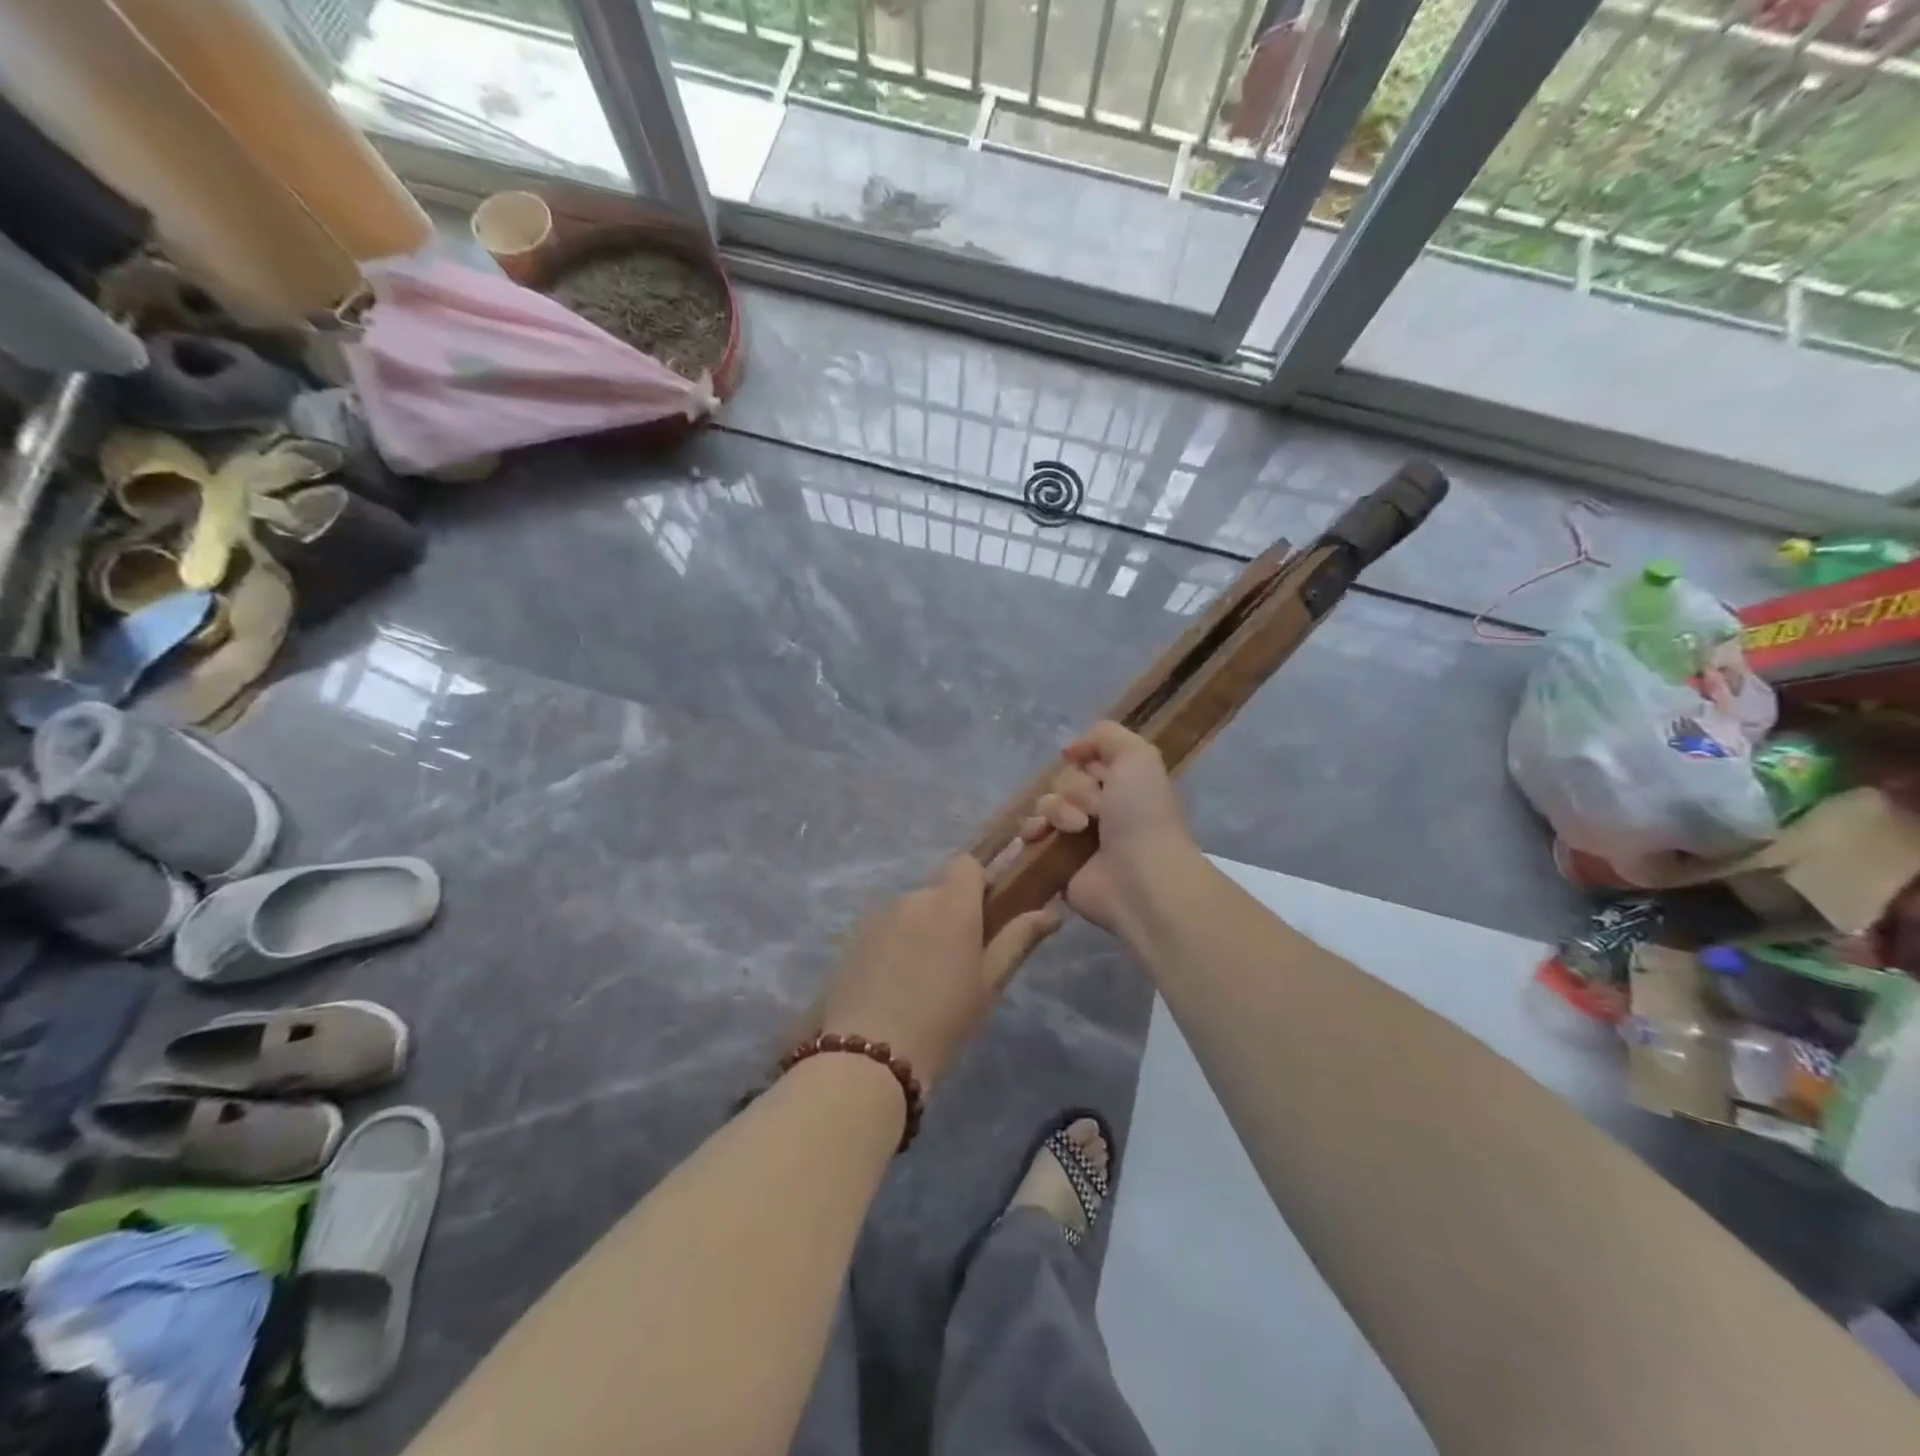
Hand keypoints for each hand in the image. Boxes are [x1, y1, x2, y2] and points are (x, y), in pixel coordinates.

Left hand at [818, 856, 1060, 1090]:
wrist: (869, 1056)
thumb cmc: (943, 1021)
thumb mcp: (989, 984)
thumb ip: (1018, 939)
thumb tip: (1053, 912)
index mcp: (952, 904)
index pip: (968, 864)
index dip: (979, 882)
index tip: (986, 916)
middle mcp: (914, 897)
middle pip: (940, 890)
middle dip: (951, 913)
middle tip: (958, 961)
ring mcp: (879, 915)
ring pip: (912, 910)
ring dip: (922, 929)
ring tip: (922, 979)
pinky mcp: (855, 936)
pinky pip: (886, 927)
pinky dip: (895, 943)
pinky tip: (894, 984)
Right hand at [1019, 720, 1199, 932]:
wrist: (1139, 877)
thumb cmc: (1142, 814)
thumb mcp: (1138, 756)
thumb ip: (1106, 735)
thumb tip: (1071, 750)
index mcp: (1121, 783)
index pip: (1086, 759)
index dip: (1085, 761)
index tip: (1092, 768)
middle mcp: (1100, 807)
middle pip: (1063, 780)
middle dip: (1074, 789)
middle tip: (1095, 809)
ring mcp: (1076, 836)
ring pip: (1046, 804)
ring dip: (1056, 810)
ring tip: (1076, 829)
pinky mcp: (1056, 860)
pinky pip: (1032, 834)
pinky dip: (1033, 831)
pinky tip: (1041, 836)